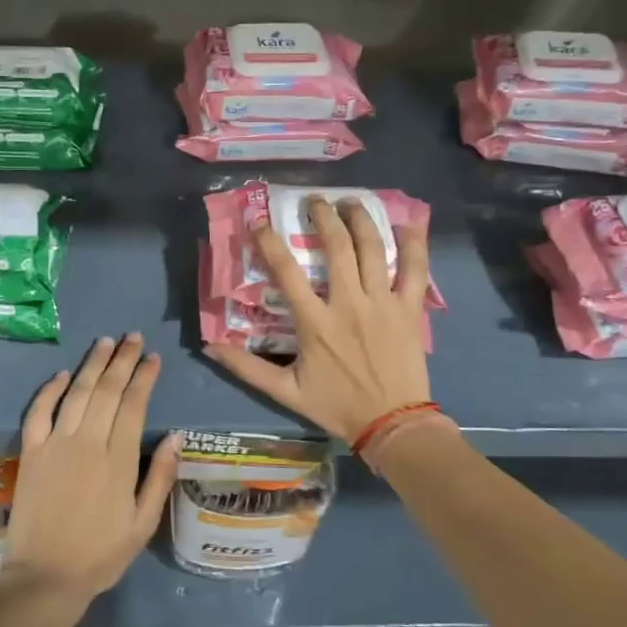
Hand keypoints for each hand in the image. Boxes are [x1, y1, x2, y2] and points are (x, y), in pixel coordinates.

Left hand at [0, 333, 180, 610]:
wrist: (45, 577)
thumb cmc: (101, 554)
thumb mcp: (143, 523)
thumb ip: (159, 476)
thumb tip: (176, 435)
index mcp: (118, 459)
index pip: (134, 404)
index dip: (144, 377)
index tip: (153, 358)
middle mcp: (87, 442)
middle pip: (107, 390)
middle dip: (122, 360)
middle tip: (132, 338)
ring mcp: (55, 444)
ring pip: (76, 392)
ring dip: (92, 364)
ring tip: (105, 342)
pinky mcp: (30, 453)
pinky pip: (38, 412)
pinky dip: (49, 390)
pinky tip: (61, 374)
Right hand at [206, 197, 431, 441]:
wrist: (393, 424)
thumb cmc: (338, 406)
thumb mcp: (286, 391)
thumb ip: (247, 368)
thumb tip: (210, 346)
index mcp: (315, 323)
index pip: (287, 272)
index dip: (270, 242)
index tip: (259, 222)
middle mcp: (349, 304)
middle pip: (337, 247)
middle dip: (324, 216)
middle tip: (316, 201)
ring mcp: (383, 303)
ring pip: (373, 249)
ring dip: (361, 219)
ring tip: (351, 202)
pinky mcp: (410, 309)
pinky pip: (415, 269)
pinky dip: (414, 243)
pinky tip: (407, 223)